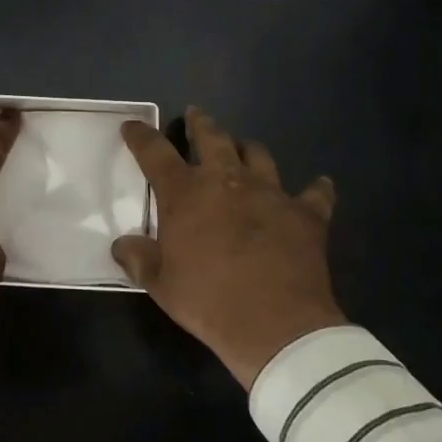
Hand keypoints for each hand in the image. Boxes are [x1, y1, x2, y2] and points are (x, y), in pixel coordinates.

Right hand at [113, 106, 344, 387]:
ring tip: (244, 148)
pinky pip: (315, 193)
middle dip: (201, 124)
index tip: (132, 126)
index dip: (141, 137)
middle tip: (196, 116)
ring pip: (259, 155)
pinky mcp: (305, 214)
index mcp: (185, 194)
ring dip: (248, 149)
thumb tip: (122, 245)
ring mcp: (270, 193)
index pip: (155, 153)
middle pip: (212, 138)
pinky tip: (319, 185)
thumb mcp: (161, 284)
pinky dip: (316, 188)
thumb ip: (139, 258)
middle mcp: (226, 181)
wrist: (276, 325)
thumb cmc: (208, 301)